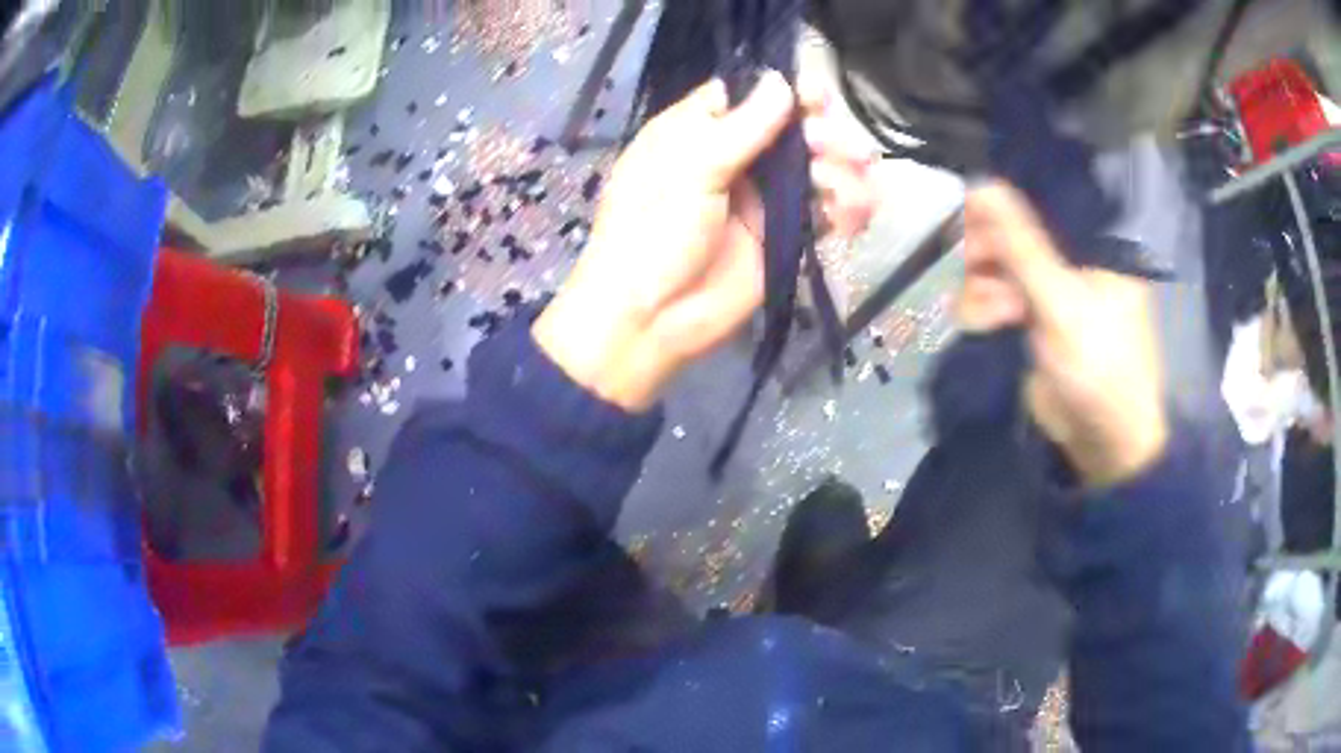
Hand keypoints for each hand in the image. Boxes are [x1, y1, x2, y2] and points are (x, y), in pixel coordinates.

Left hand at [535, 71, 877, 411]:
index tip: (816, 96)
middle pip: (793, 130)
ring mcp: (762, 198)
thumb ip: (742, 127)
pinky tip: (855, 217)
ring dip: (845, 175)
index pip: (748, 96)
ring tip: (853, 194)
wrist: (650, 320)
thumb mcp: (690, 169)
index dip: (785, 92)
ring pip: (817, 170)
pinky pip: (825, 213)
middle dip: (825, 136)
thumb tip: (781, 82)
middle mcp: (734, 157)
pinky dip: (848, 211)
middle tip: (845, 151)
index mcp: (698, 131)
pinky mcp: (784, 236)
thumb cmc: (652, 233)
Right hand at [957, 182, 1168, 487]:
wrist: (1104, 442)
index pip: (1038, 208)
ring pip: (1000, 270)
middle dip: (988, 255)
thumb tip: (981, 184)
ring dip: (982, 288)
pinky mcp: (1032, 325)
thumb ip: (1022, 246)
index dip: (1000, 209)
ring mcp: (1049, 295)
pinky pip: (997, 301)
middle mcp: (1068, 263)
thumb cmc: (1098, 366)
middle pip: (1014, 238)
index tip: (967, 217)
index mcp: (1090, 248)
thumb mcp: (1060, 302)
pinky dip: (982, 310)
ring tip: (984, 314)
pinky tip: (981, 323)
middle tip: (973, 268)